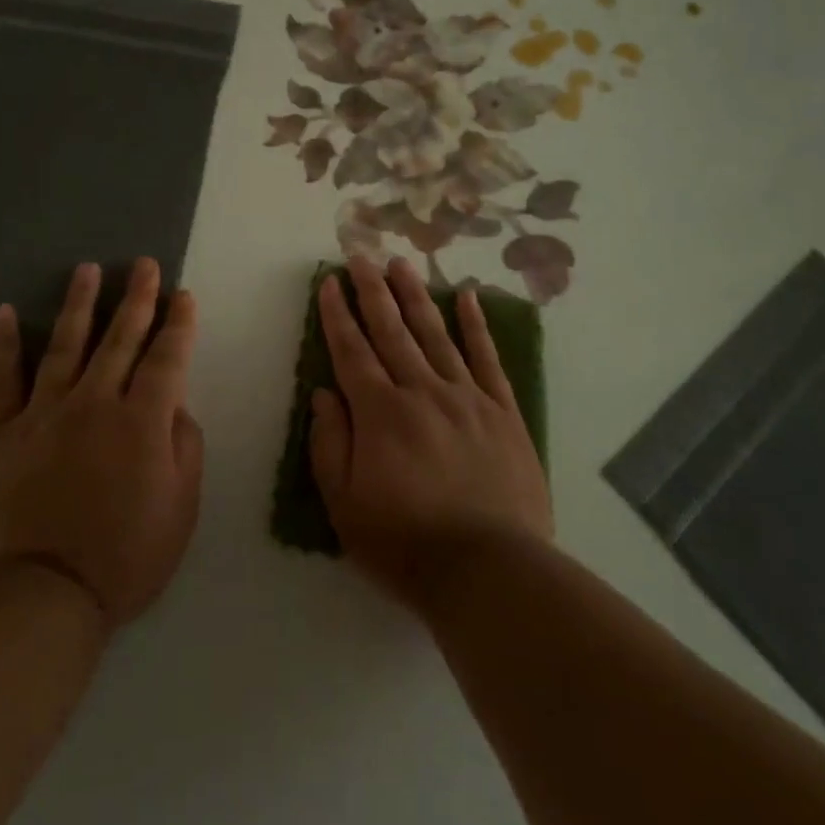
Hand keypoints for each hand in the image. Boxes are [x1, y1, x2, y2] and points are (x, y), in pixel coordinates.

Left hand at [0, 259, 203, 627]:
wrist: (40, 596)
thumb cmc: (125, 557)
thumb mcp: (181, 507)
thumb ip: (185, 447)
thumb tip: (175, 407)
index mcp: (143, 420)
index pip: (167, 357)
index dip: (179, 324)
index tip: (184, 296)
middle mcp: (96, 402)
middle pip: (120, 338)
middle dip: (137, 298)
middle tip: (143, 264)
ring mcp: (45, 413)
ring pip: (66, 345)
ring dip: (80, 304)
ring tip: (87, 269)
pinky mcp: (3, 433)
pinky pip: (4, 380)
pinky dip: (5, 344)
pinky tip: (6, 313)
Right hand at [309, 255, 552, 612]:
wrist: (489, 571)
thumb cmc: (406, 544)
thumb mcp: (345, 506)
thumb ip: (329, 445)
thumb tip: (323, 394)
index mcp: (380, 413)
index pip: (352, 351)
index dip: (337, 315)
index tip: (329, 282)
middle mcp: (421, 391)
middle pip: (392, 330)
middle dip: (373, 290)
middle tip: (362, 254)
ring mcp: (466, 397)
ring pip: (435, 333)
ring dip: (416, 295)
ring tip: (402, 263)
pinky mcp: (502, 411)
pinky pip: (486, 358)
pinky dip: (476, 325)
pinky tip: (468, 295)